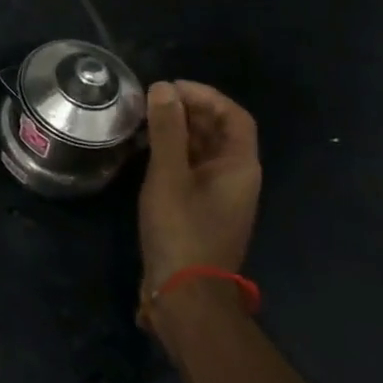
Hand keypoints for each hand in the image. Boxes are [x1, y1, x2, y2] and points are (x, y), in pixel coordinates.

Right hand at [137, 80, 261, 315]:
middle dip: (188, 110)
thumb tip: (163, 88)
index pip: (234, 116)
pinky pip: (192, 168)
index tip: (170, 88)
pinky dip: (173, 152)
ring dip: (178, 130)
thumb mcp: (168, 175)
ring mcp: (219, 195)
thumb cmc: (181, 229)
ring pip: (203, 149)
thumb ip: (166, 130)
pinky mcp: (201, 208)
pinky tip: (145, 150)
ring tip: (143, 120)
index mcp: (239, 166)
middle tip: (150, 100)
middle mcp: (236, 177)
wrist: (186, 293)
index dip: (205, 96)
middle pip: (219, 131)